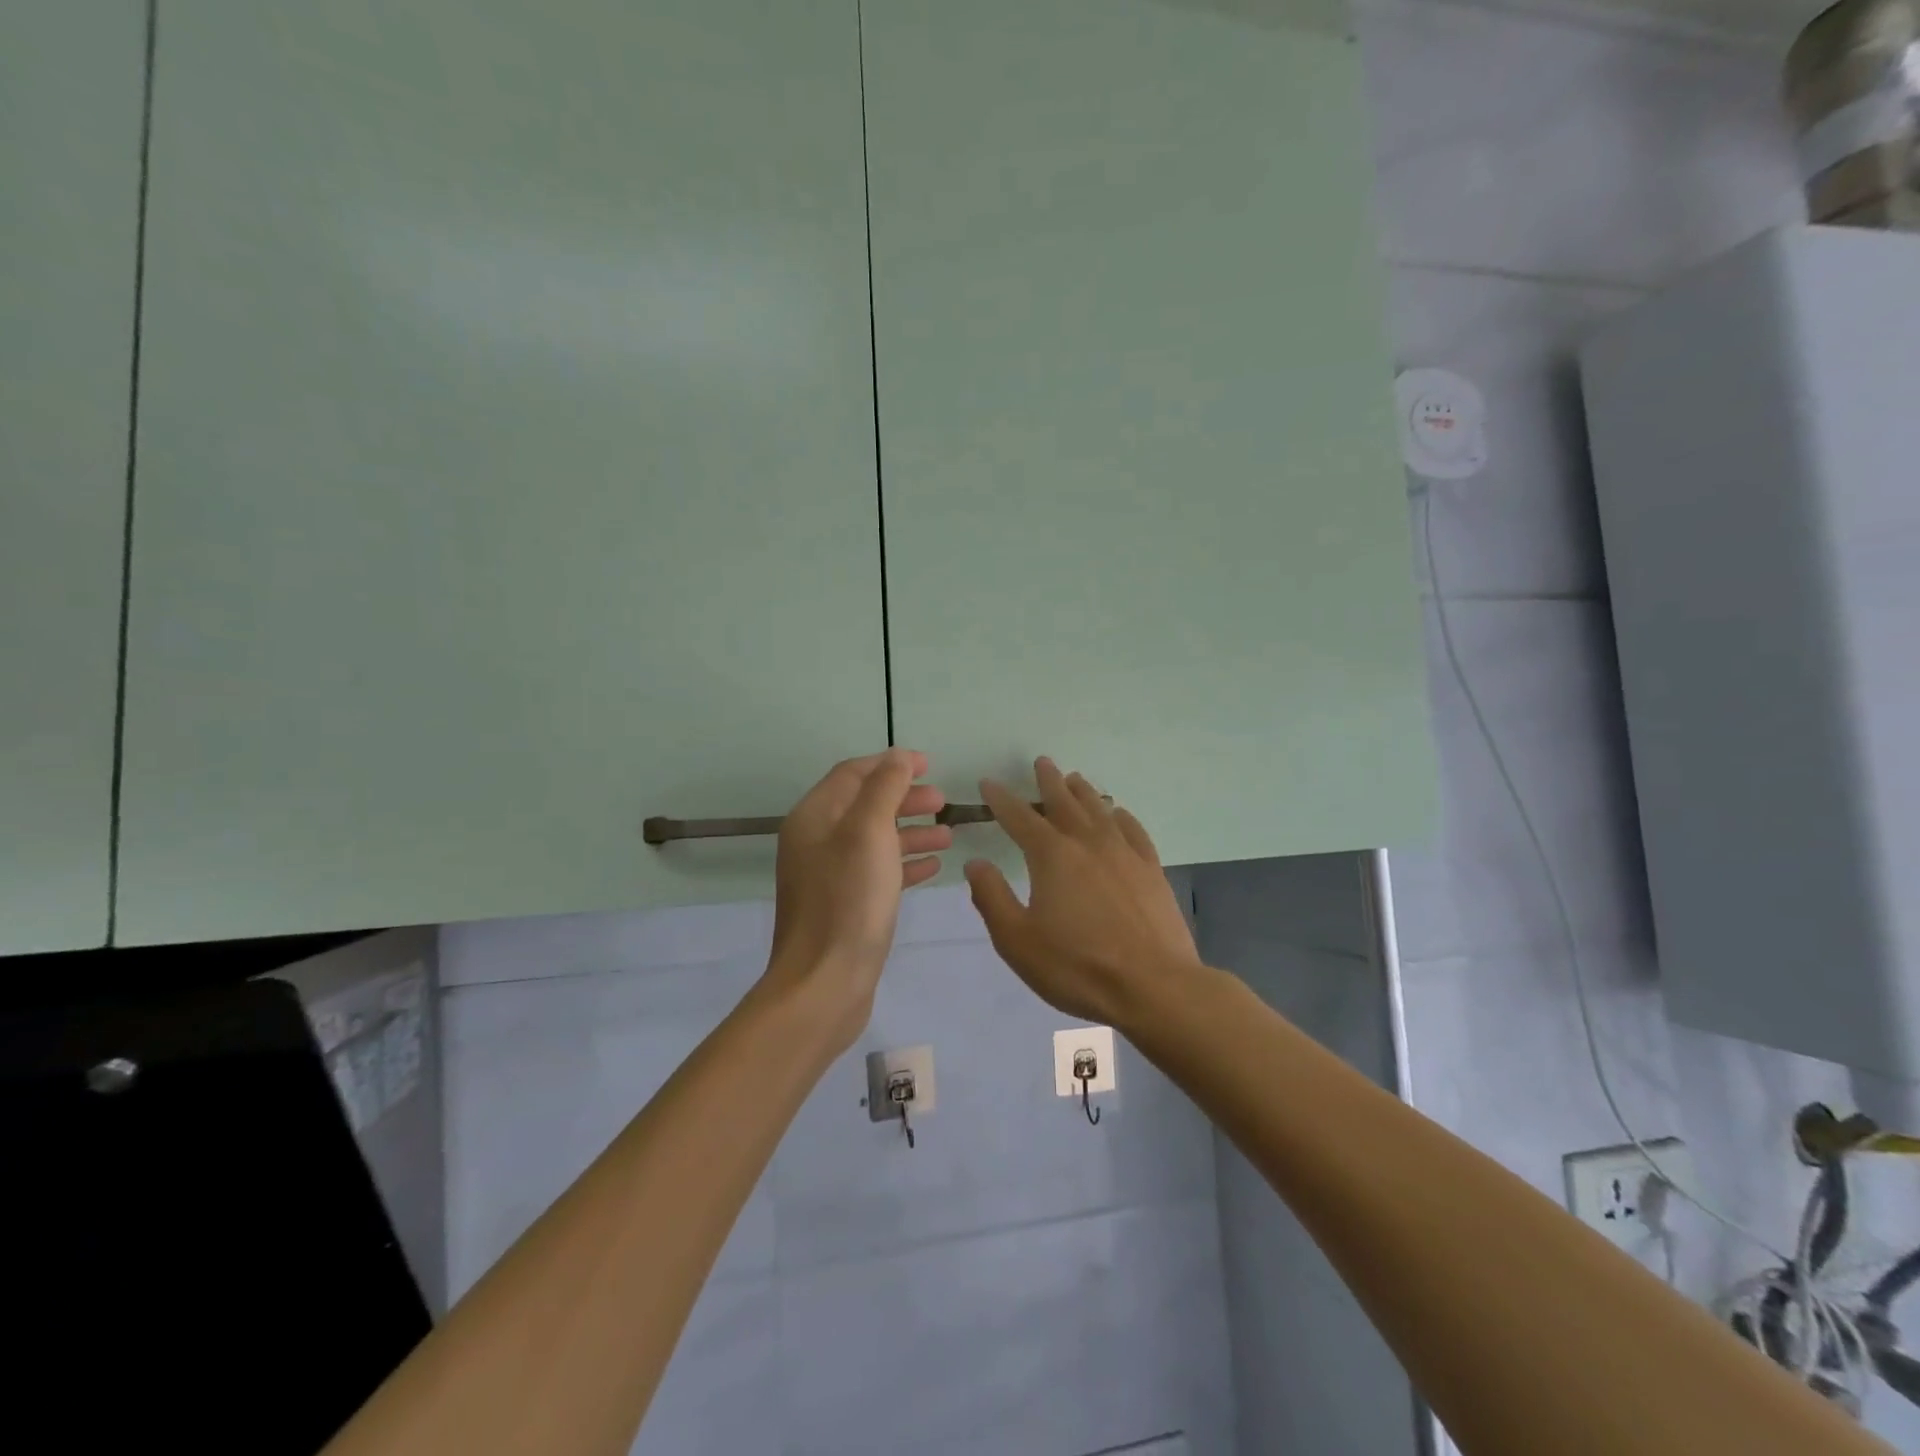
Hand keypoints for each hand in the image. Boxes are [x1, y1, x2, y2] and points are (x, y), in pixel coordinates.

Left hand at [764, 749, 950, 1049]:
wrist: (824, 983)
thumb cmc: (849, 900)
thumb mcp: (869, 832)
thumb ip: (884, 789)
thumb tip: (897, 757)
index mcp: (814, 817)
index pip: (853, 774)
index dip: (890, 764)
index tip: (929, 764)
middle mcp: (816, 842)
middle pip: (865, 805)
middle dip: (904, 798)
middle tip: (943, 801)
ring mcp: (828, 876)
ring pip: (874, 840)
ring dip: (910, 831)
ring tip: (948, 834)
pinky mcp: (844, 906)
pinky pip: (877, 872)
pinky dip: (904, 863)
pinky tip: (933, 866)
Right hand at [964, 757, 1203, 1028]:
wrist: (1154, 986)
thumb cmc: (1077, 966)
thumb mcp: (1017, 940)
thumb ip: (992, 898)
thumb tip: (975, 863)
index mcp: (1051, 856)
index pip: (1019, 817)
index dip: (1001, 799)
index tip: (989, 784)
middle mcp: (1087, 843)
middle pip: (1064, 802)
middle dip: (1048, 781)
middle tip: (1041, 762)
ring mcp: (1124, 853)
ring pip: (1099, 810)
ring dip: (1083, 792)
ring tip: (1074, 779)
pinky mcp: (1151, 869)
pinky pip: (1133, 830)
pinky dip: (1121, 816)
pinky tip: (1118, 814)